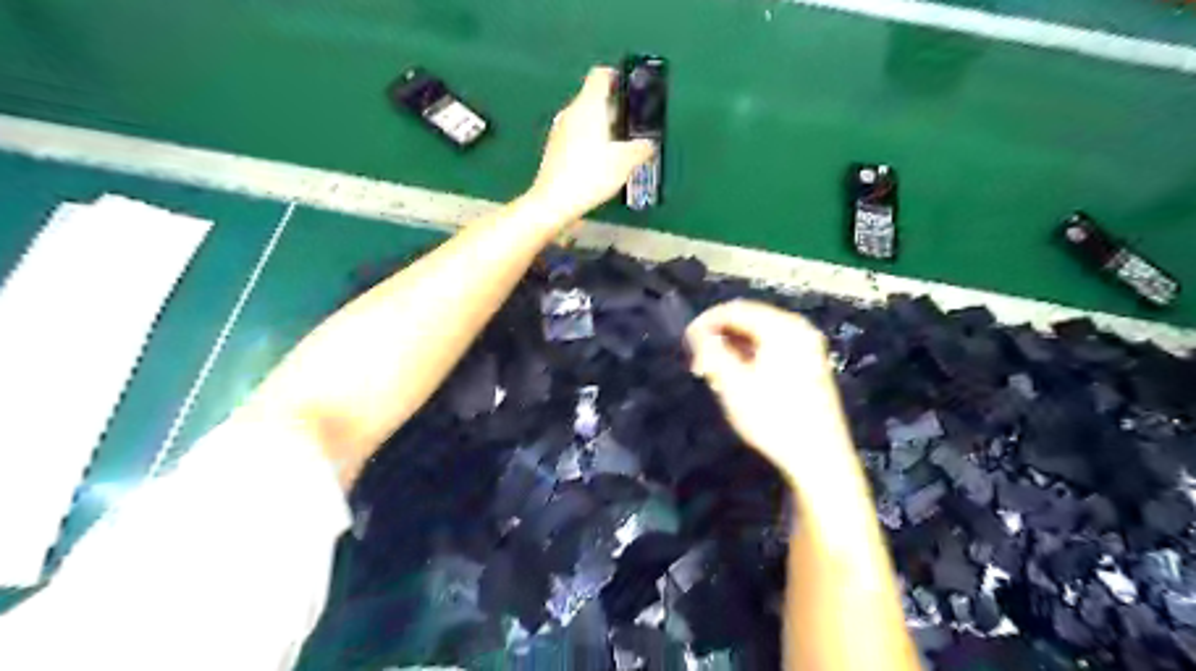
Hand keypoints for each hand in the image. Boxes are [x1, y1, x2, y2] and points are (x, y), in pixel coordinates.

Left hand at [528, 69, 657, 223]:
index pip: (601, 75)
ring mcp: (559, 130)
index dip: (618, 78)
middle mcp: (571, 112)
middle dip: (615, 109)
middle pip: (595, 99)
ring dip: (603, 127)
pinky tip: (601, 162)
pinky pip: (577, 136)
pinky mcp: (554, 149)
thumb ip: (641, 148)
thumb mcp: (624, 162)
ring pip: (586, 119)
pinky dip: (591, 141)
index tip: (633, 92)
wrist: (553, 201)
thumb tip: (649, 144)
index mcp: (588, 106)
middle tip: (634, 126)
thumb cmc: (590, 175)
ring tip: (620, 147)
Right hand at [687, 301, 844, 475]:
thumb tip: (696, 333)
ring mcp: (807, 347)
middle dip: (719, 337)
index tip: (685, 341)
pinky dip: (749, 357)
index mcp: (782, 328)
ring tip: (714, 374)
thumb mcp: (733, 383)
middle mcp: (798, 329)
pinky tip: (736, 379)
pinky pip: (771, 349)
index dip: (705, 321)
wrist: (818, 458)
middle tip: (698, 363)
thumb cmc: (773, 418)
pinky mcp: (808, 365)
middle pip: (748, 321)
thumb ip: (711, 351)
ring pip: (758, 336)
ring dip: (732, 349)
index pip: (735, 310)